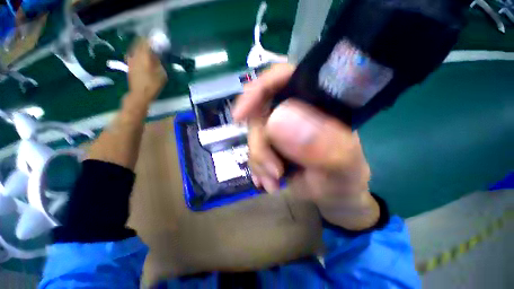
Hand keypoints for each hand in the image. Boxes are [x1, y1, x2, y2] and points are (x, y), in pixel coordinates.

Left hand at [126, 39, 166, 105]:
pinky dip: (138, 52)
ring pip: (135, 47)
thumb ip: (159, 62)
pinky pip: (133, 53)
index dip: (152, 39)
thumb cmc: (153, 85)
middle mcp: (135, 55)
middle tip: (153, 43)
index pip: (147, 42)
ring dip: (141, 46)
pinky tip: (142, 56)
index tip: (158, 40)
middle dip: (146, 41)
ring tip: (148, 49)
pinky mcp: (129, 64)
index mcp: (144, 56)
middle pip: (139, 42)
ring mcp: (131, 59)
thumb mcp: (162, 74)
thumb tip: (157, 55)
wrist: (139, 94)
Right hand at [233, 64, 376, 228]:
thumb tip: (276, 121)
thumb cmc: (344, 179)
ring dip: (260, 162)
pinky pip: (253, 152)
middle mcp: (294, 112)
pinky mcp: (271, 146)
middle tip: (275, 172)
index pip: (283, 78)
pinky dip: (258, 169)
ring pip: (254, 136)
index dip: (258, 89)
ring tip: (275, 183)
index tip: (239, 114)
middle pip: (260, 113)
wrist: (334, 196)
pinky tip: (268, 183)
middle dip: (261, 145)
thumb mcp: (341, 166)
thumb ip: (320, 144)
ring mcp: (280, 130)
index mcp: (315, 103)